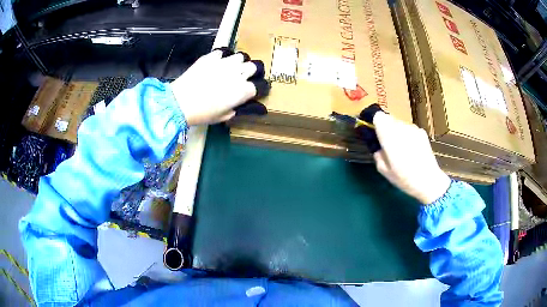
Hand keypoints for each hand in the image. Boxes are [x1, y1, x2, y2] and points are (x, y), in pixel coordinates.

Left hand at [170, 50, 261, 125]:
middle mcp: (239, 73)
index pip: (262, 85)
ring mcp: (225, 62)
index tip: (257, 90)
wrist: (180, 102)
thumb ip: (239, 108)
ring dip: (240, 62)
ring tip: (233, 67)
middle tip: (246, 76)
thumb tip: (250, 106)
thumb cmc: (202, 114)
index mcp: (244, 91)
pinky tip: (218, 62)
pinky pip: (224, 51)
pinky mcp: (212, 56)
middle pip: (255, 66)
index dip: (261, 88)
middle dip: (253, 71)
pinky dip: (224, 56)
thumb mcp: (224, 116)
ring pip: (241, 56)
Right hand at [372, 112, 450, 203]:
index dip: (374, 123)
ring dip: (397, 131)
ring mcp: (412, 128)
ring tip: (401, 149)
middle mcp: (400, 127)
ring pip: (399, 123)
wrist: (428, 180)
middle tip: (387, 144)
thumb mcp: (383, 170)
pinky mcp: (421, 132)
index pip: (378, 117)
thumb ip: (377, 153)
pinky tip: (412, 149)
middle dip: (385, 128)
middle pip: (388, 119)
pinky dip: (407, 135)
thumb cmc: (404, 178)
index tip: (374, 132)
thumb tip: (377, 145)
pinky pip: (409, 129)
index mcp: (389, 136)